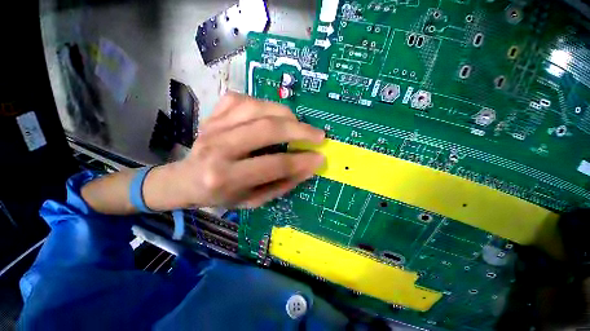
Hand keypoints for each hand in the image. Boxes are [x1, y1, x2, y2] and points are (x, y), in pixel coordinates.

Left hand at [148, 92, 324, 208]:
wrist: (185, 179)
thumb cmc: (220, 195)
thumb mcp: (253, 200)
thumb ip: (281, 184)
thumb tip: (308, 167)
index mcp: (226, 177)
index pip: (274, 164)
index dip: (302, 160)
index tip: (320, 157)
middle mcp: (219, 148)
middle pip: (267, 129)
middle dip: (299, 130)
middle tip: (318, 135)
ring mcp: (214, 126)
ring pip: (258, 108)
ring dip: (285, 115)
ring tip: (298, 125)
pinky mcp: (213, 113)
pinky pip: (244, 99)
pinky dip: (264, 104)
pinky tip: (271, 115)